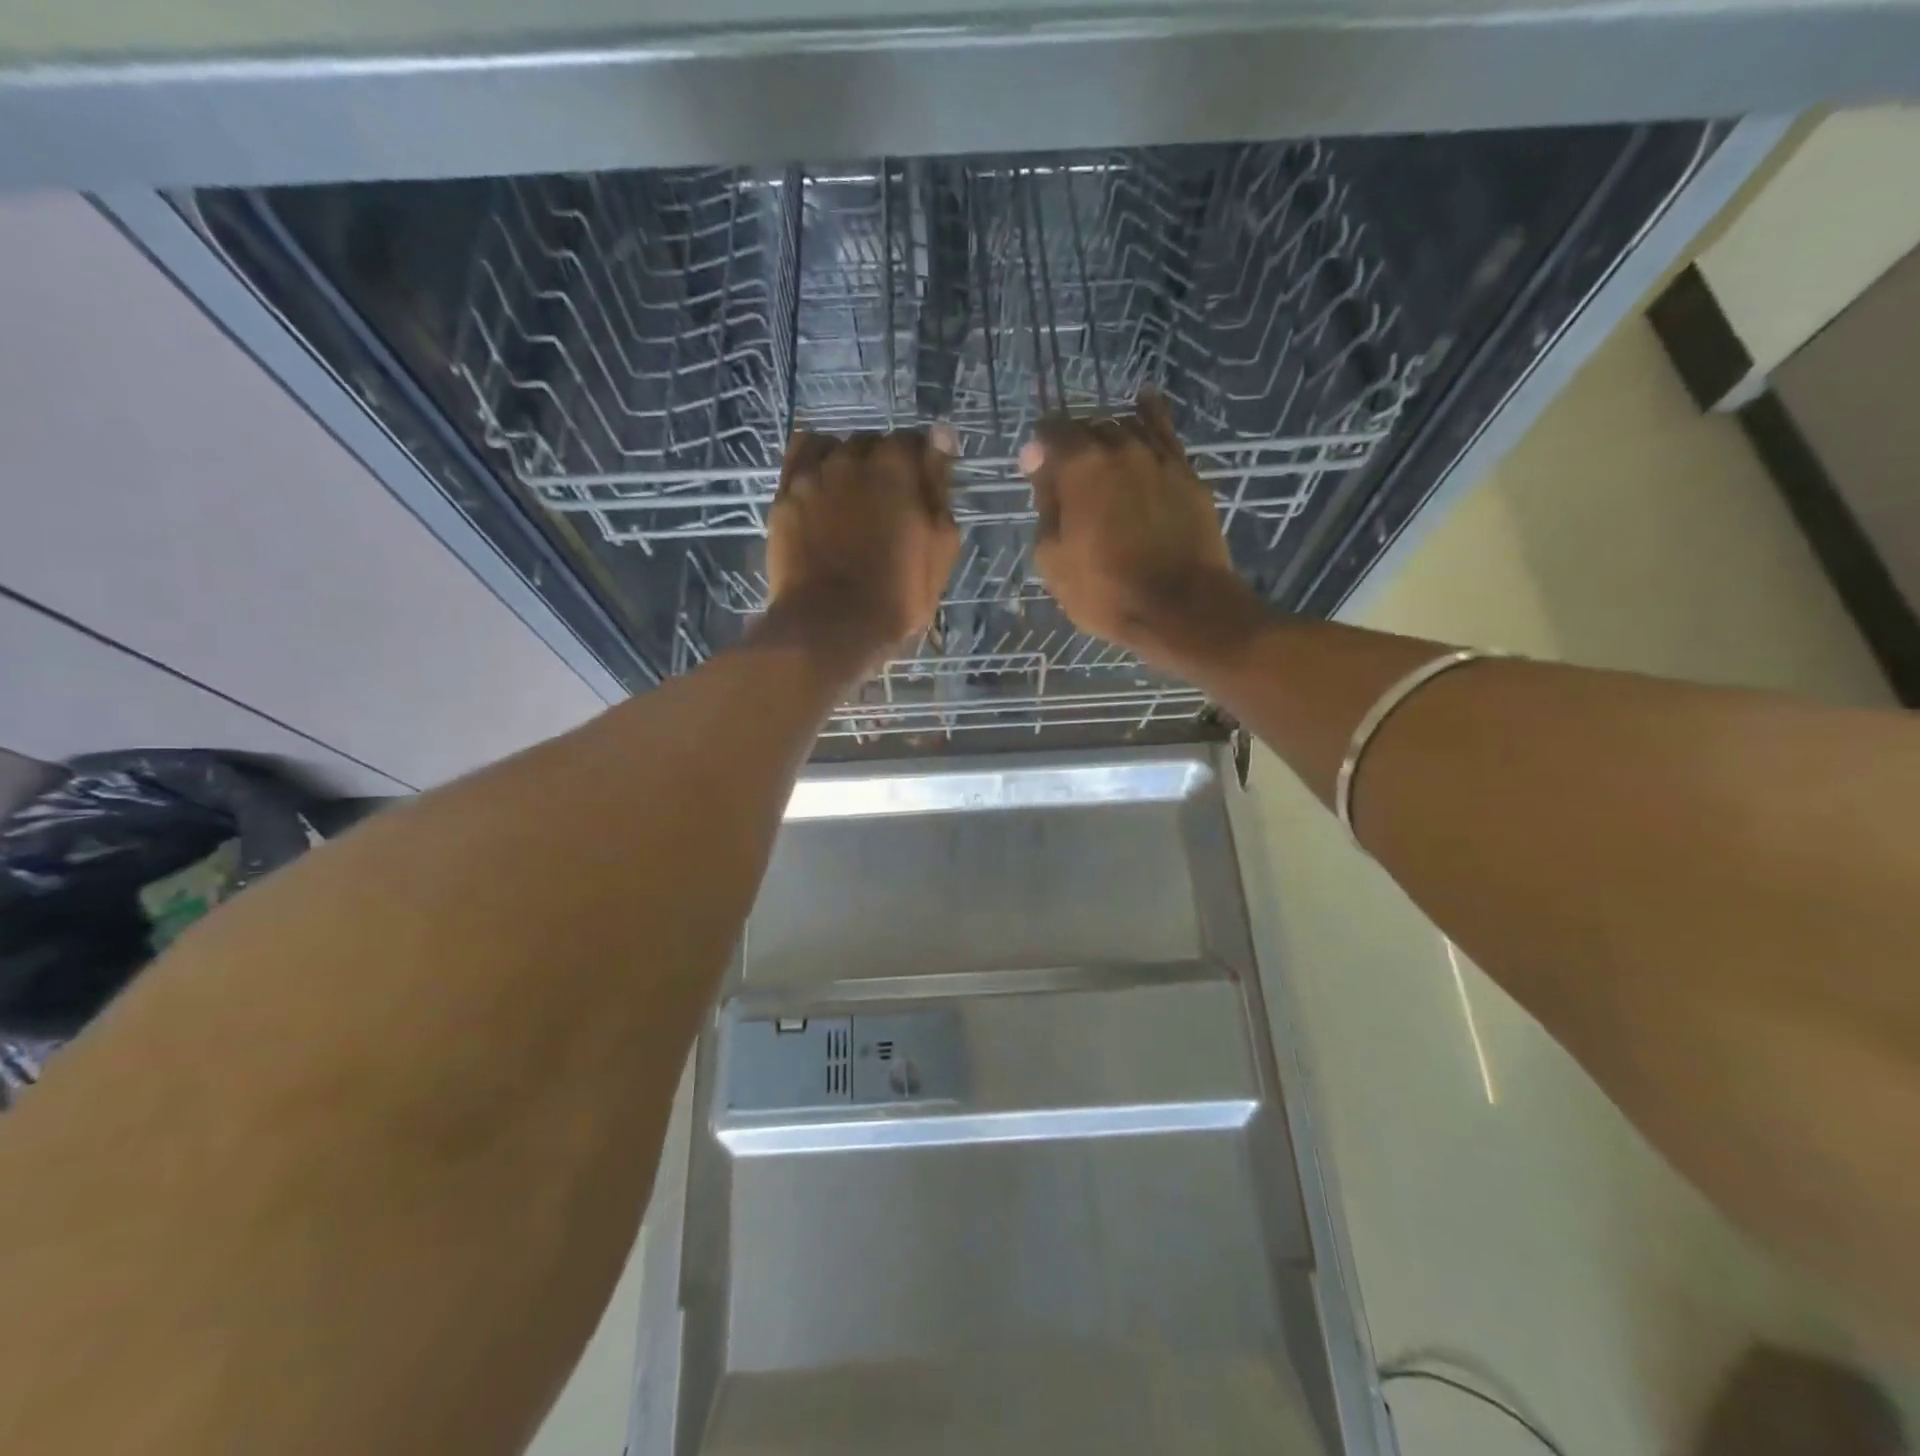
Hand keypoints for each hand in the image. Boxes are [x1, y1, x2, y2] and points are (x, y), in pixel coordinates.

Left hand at [762, 428, 960, 681]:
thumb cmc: (897, 594)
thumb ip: (939, 487)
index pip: (915, 441)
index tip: (923, 491)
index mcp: (896, 466)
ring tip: (851, 497)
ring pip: (834, 448)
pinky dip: (814, 465)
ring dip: (847, 463)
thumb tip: (941, 437)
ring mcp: (812, 475)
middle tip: (888, 505)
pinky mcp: (784, 496)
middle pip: (872, 443)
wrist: (831, 626)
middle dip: (883, 465)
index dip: (921, 465)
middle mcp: (852, 458)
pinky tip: (820, 488)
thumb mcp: (941, 546)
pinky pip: (799, 460)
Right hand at [1020, 391, 1263, 672]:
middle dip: (1071, 445)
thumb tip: (1042, 469)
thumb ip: (1045, 505)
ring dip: (1106, 437)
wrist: (1181, 607)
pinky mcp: (1187, 472)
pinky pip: (1165, 432)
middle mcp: (1119, 446)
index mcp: (1080, 465)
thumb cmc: (1105, 591)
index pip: (1049, 432)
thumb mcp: (1052, 558)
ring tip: (1101, 457)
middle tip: (1067, 478)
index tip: (1033, 472)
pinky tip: (1144, 404)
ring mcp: (1158, 456)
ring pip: (1125, 427)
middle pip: (1087, 427)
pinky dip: (1150, 416)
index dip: (1037, 450)